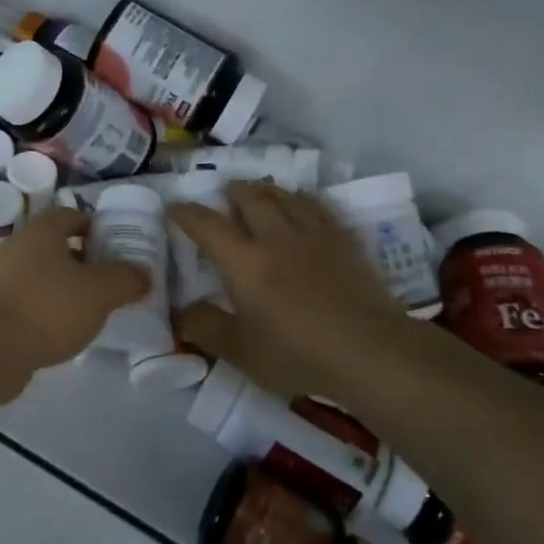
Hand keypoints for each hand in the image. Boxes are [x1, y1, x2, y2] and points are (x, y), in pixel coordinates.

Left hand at [0, 206, 150, 372]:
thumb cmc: (48, 308)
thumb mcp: (100, 292)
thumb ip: (126, 279)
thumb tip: (142, 274)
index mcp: (42, 231)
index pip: (70, 214)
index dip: (94, 225)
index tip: (116, 244)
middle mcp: (17, 247)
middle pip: (55, 245)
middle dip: (83, 259)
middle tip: (109, 278)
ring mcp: (0, 279)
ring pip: (41, 274)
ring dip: (64, 286)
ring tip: (91, 308)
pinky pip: (27, 300)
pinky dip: (46, 309)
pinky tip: (63, 330)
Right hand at [170, 182, 406, 400]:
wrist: (368, 350)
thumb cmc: (298, 353)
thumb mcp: (240, 352)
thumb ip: (206, 329)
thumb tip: (180, 313)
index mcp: (244, 261)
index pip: (207, 225)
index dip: (187, 213)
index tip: (175, 208)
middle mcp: (275, 236)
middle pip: (249, 198)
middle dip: (231, 191)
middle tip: (223, 193)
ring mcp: (312, 233)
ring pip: (284, 196)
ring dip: (264, 189)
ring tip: (257, 191)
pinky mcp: (342, 239)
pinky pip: (316, 205)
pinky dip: (300, 198)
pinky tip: (301, 203)